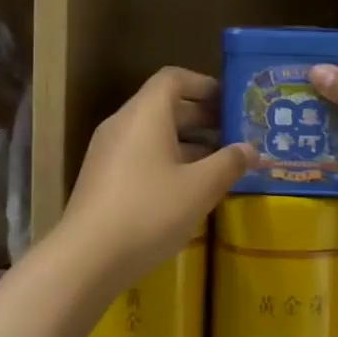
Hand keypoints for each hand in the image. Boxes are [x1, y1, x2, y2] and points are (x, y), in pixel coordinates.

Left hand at [59, 67, 253, 292]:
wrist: (86, 258)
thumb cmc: (149, 212)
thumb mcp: (200, 188)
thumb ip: (229, 163)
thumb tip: (250, 149)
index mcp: (145, 114)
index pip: (174, 78)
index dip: (205, 84)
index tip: (232, 102)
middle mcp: (123, 124)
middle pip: (164, 106)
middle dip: (202, 117)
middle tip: (235, 134)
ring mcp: (109, 152)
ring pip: (153, 134)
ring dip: (188, 143)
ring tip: (220, 164)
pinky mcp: (103, 178)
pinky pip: (141, 155)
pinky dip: (168, 161)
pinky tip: (189, 189)